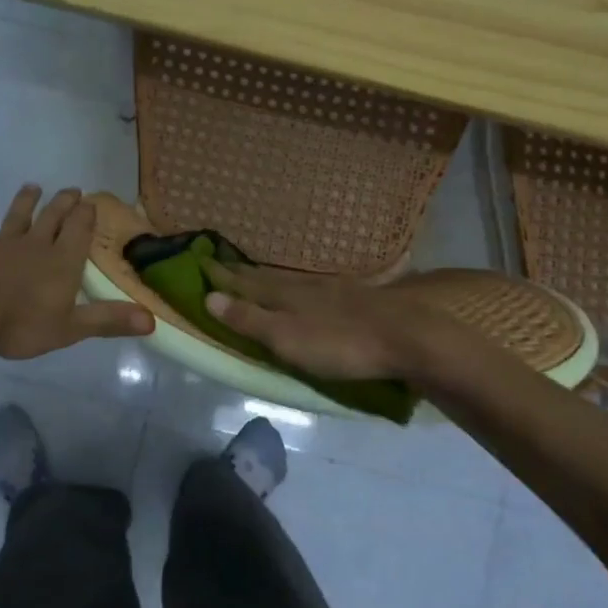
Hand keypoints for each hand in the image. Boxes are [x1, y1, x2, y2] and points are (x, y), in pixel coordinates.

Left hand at [0, 186, 153, 359]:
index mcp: (61, 263)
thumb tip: (152, 320)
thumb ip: (108, 321)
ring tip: (32, 187)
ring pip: (16, 216)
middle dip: (63, 204)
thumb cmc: (19, 323)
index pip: (79, 233)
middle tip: (71, 190)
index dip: (86, 217)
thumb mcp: (70, 329)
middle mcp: (34, 245)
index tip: (90, 201)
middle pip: (52, 218)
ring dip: (25, 202)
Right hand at [203, 261, 431, 380]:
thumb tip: (209, 297)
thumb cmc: (339, 344)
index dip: (223, 277)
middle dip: (243, 273)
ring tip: (257, 273)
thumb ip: (249, 319)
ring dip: (270, 277)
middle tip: (223, 263)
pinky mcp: (357, 298)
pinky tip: (309, 287)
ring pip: (292, 280)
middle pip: (267, 278)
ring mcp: (334, 290)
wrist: (405, 338)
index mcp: (285, 297)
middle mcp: (305, 287)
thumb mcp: (286, 338)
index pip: (245, 285)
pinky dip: (301, 285)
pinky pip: (317, 286)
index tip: (202, 263)